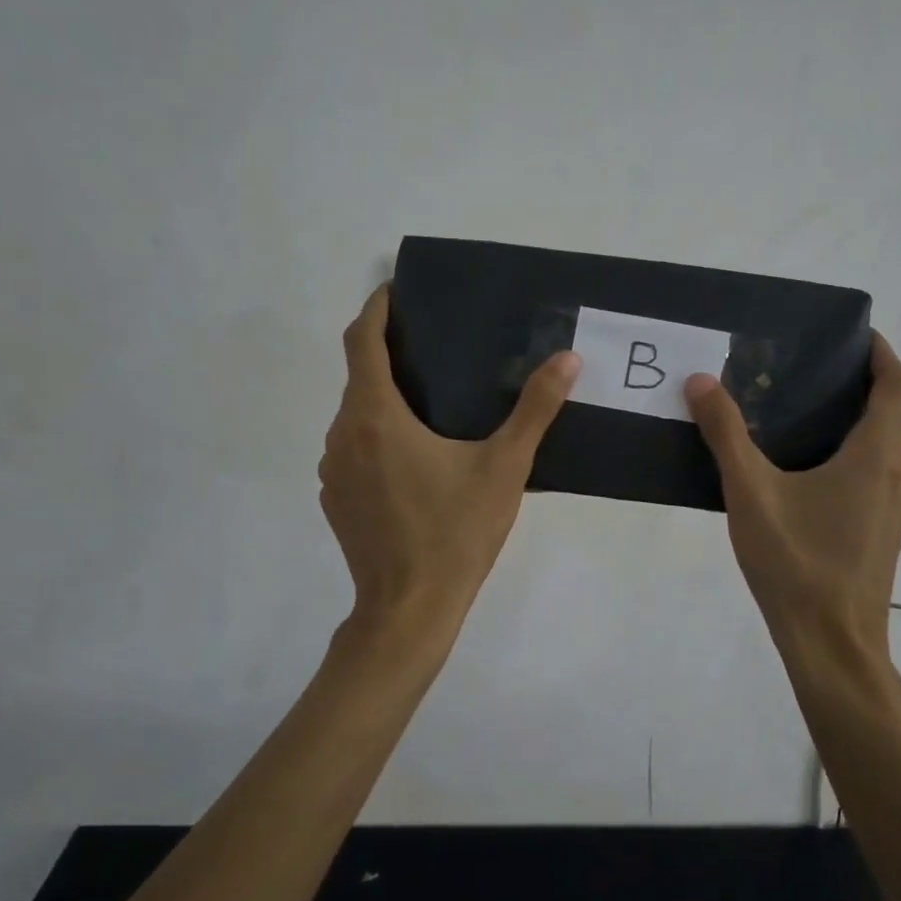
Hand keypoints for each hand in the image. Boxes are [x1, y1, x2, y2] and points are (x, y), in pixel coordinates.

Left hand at [320, 286, 580, 626]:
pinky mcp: (335, 499)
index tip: (396, 291)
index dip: (376, 308)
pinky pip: (351, 450)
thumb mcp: (504, 467)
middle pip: (358, 376)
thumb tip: (568, 360)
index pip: (362, 340)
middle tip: (433, 347)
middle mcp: (342, 434)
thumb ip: (535, 409)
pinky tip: (413, 458)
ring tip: (428, 400)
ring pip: (353, 415)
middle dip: (388, 354)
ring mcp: (332, 470)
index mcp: (375, 416)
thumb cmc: (456, 532)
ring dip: (382, 399)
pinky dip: (375, 436)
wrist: (408, 609)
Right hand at [685, 332, 900, 657]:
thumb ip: (725, 434)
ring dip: (852, 418)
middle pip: (892, 412)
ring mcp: (893, 505)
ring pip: (882, 445)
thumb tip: (701, 380)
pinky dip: (847, 451)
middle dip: (858, 381)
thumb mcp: (751, 493)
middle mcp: (896, 474)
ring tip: (796, 407)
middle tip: (805, 366)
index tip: (851, 334)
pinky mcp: (881, 530)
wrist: (833, 646)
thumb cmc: (797, 564)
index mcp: (875, 456)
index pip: (899, 386)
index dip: (882, 352)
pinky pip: (871, 473)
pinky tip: (800, 466)